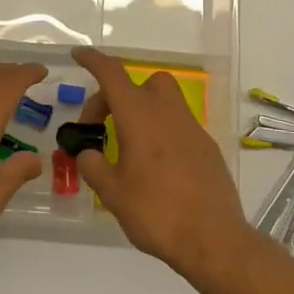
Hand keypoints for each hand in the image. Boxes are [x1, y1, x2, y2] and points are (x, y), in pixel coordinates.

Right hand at [70, 47, 250, 276]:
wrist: (214, 239)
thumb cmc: (156, 212)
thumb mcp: (113, 192)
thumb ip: (93, 166)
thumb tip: (88, 153)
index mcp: (138, 115)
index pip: (112, 73)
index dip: (93, 60)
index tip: (79, 55)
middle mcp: (166, 111)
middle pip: (138, 83)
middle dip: (113, 97)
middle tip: (97, 128)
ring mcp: (190, 126)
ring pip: (161, 99)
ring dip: (139, 109)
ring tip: (126, 142)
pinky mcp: (206, 145)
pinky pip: (176, 123)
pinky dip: (159, 129)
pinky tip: (153, 164)